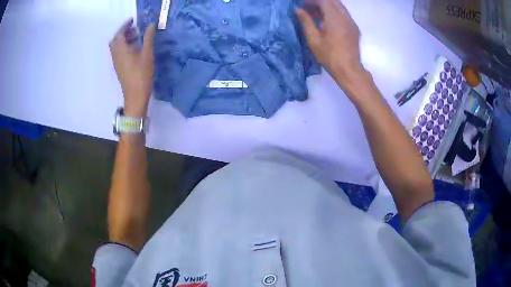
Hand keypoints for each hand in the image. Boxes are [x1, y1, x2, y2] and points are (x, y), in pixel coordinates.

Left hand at [109, 18, 155, 116]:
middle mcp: (116, 55)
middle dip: (123, 32)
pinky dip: (124, 47)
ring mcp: (116, 63)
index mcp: (121, 50)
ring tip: (136, 37)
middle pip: (115, 40)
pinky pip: (118, 53)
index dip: (125, 25)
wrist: (135, 96)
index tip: (133, 21)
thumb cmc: (141, 74)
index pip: (119, 33)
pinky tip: (134, 49)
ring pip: (116, 47)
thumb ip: (148, 38)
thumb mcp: (147, 54)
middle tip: (134, 29)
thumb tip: (150, 25)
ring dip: (124, 40)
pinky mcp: (119, 68)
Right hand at [296, 0, 364, 87]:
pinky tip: (326, 20)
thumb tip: (298, 10)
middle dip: (319, 2)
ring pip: (339, 6)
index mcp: (335, 18)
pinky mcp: (354, 28)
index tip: (302, 4)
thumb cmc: (330, 57)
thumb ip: (306, 22)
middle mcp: (345, 17)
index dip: (312, 0)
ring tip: (315, 13)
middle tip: (308, 7)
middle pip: (333, 1)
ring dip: (327, 6)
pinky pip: (344, 14)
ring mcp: (351, 22)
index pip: (324, 0)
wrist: (349, 70)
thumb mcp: (314, 40)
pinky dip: (334, 12)